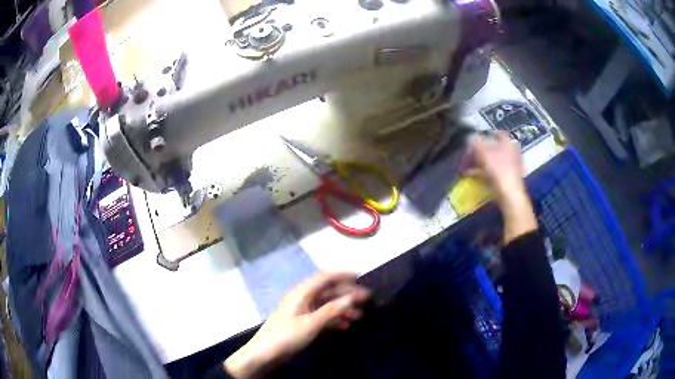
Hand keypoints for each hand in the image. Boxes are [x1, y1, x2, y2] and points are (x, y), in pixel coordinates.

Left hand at [224, 272, 370, 378]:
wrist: (265, 354)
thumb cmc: (287, 335)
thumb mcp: (311, 323)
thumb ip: (332, 310)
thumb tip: (352, 297)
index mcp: (302, 293)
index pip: (324, 278)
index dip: (341, 275)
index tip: (359, 276)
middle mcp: (303, 299)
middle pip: (327, 292)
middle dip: (346, 294)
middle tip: (366, 299)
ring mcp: (303, 312)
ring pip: (326, 305)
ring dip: (342, 309)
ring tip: (359, 315)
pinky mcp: (303, 324)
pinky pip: (322, 317)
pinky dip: (334, 320)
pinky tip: (345, 326)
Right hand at [464, 132, 536, 243]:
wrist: (510, 195)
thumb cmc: (498, 169)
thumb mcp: (483, 152)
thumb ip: (475, 142)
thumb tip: (469, 137)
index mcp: (508, 141)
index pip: (496, 133)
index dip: (483, 135)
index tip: (473, 140)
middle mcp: (512, 151)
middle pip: (493, 147)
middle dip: (479, 151)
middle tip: (468, 154)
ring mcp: (511, 165)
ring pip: (492, 160)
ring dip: (479, 162)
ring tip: (466, 166)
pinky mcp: (508, 178)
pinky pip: (493, 171)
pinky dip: (482, 172)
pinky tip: (472, 176)